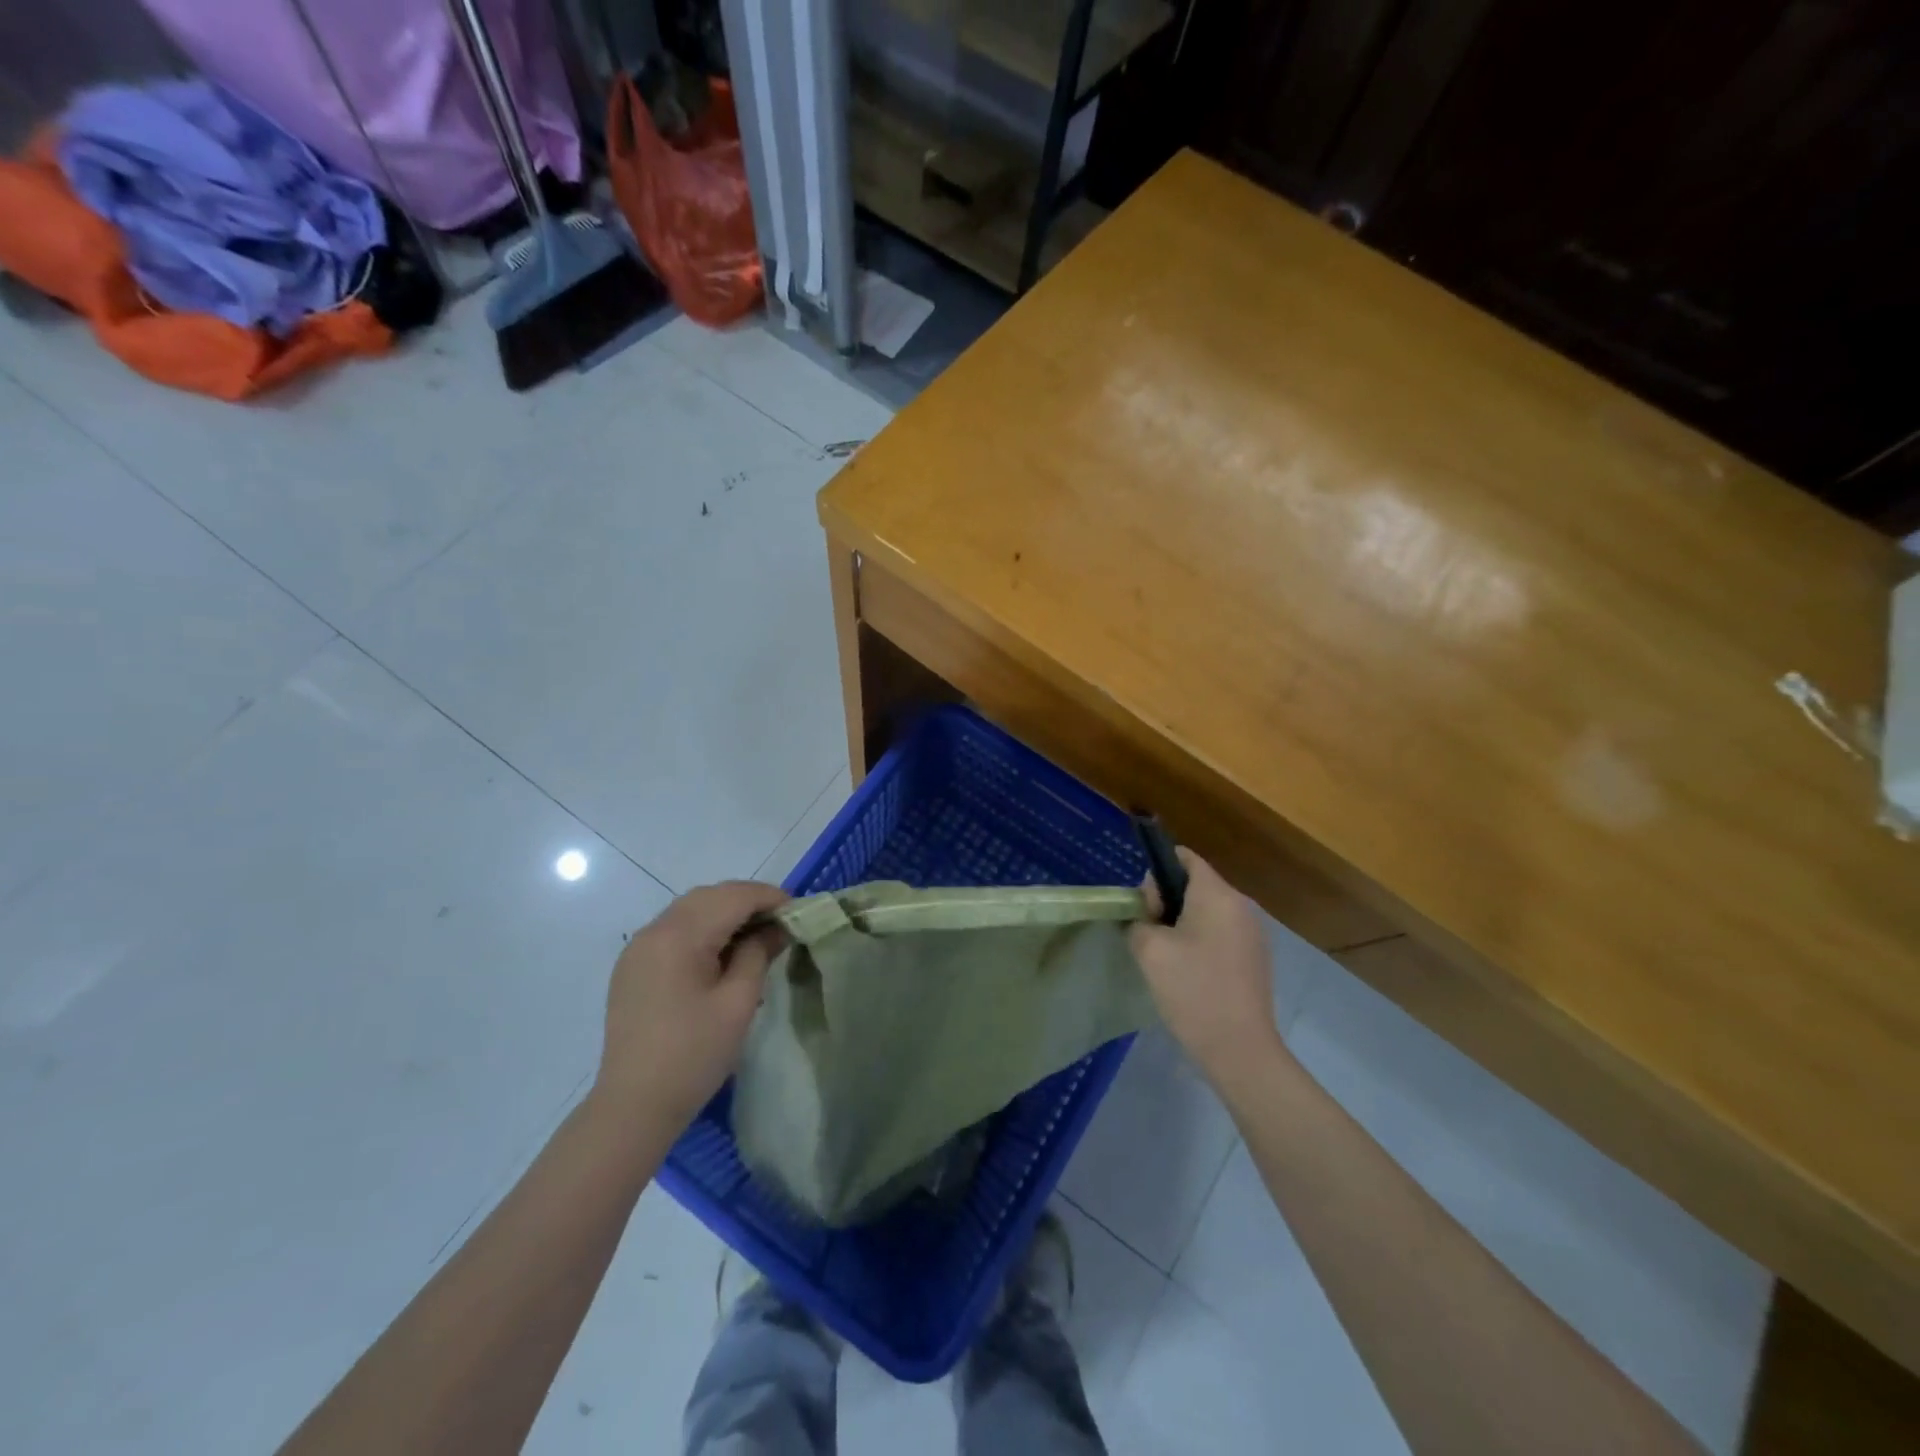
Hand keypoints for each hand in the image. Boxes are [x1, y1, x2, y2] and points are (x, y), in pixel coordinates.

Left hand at [593, 881, 788, 1128]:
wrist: (633, 1106)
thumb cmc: (694, 1055)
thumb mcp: (738, 1002)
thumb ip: (759, 954)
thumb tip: (776, 928)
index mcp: (679, 936)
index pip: (732, 896)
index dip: (769, 897)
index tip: (798, 910)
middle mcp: (654, 931)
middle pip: (709, 896)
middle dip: (747, 900)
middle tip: (780, 922)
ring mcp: (638, 948)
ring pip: (690, 909)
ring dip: (725, 912)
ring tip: (756, 935)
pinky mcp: (632, 966)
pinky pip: (673, 930)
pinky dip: (702, 928)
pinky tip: (721, 952)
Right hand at [1130, 850, 1285, 1082]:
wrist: (1240, 1049)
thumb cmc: (1192, 990)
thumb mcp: (1149, 949)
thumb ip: (1140, 918)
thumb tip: (1148, 914)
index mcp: (1218, 894)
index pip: (1185, 858)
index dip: (1157, 871)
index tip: (1144, 904)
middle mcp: (1241, 906)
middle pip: (1196, 884)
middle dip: (1167, 901)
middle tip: (1150, 934)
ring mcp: (1253, 933)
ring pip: (1207, 911)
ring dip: (1183, 924)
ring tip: (1166, 957)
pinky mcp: (1256, 958)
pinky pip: (1221, 934)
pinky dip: (1201, 942)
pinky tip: (1189, 973)